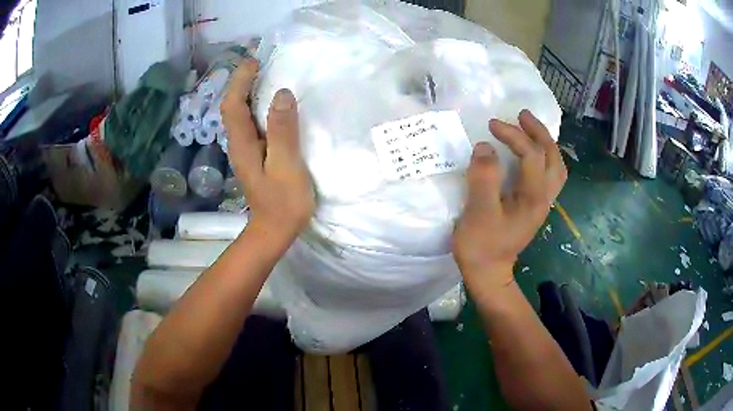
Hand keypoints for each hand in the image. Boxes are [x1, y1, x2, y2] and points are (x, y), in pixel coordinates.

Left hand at [220, 58, 314, 247]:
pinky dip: (257, 107)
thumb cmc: (283, 202)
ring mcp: (245, 150)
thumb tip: (282, 94)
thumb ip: (283, 131)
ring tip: (266, 75)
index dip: (240, 80)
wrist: (274, 231)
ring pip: (241, 114)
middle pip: (233, 106)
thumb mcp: (286, 166)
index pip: (234, 104)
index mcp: (243, 143)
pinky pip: (251, 123)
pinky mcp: (254, 155)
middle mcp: (238, 143)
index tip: (254, 60)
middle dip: (242, 81)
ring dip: (249, 92)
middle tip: (261, 62)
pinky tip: (272, 104)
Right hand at [453, 110, 566, 297]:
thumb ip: (484, 177)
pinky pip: (547, 174)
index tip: (491, 125)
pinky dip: (542, 157)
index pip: (532, 155)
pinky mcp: (533, 206)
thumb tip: (485, 147)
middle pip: (553, 158)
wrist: (489, 274)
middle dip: (540, 133)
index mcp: (534, 197)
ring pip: (555, 167)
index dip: (514, 135)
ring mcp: (541, 202)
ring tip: (528, 129)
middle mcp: (544, 197)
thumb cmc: (482, 246)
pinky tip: (529, 153)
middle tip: (522, 116)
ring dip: (545, 144)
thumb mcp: (479, 212)